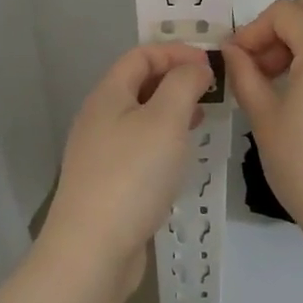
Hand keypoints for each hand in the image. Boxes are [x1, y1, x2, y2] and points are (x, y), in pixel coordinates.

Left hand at [39, 43, 214, 291]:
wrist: (91, 251)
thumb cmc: (131, 175)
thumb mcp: (165, 120)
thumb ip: (183, 84)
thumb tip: (196, 66)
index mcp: (107, 95)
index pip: (141, 55)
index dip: (176, 52)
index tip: (211, 64)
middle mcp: (98, 118)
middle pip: (138, 84)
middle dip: (175, 80)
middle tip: (211, 91)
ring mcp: (98, 153)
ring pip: (139, 118)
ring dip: (171, 112)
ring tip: (202, 119)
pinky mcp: (106, 184)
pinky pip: (138, 148)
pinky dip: (162, 142)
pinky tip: (180, 159)